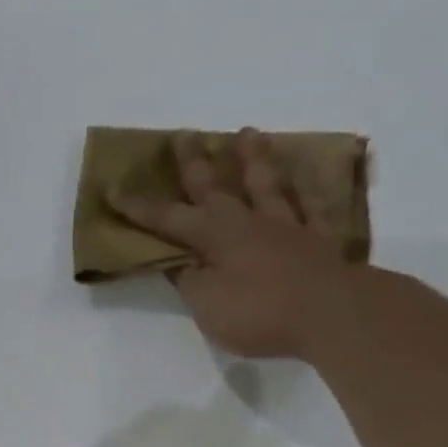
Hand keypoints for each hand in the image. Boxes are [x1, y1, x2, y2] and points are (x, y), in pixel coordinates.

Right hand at [110, 128, 352, 359]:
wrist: (333, 314)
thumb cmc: (260, 312)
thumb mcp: (208, 305)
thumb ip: (190, 282)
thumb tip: (178, 263)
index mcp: (215, 237)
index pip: (168, 219)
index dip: (140, 207)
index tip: (114, 189)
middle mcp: (249, 222)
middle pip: (216, 187)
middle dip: (195, 163)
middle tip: (183, 135)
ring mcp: (287, 228)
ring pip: (266, 184)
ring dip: (253, 158)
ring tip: (247, 132)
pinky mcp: (319, 241)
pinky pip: (311, 207)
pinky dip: (307, 189)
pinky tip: (305, 177)